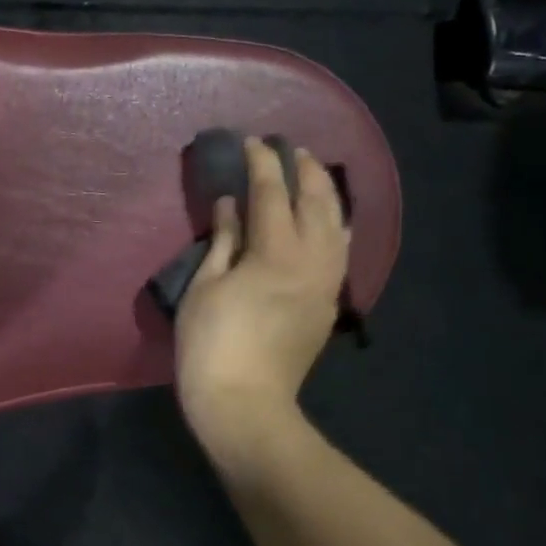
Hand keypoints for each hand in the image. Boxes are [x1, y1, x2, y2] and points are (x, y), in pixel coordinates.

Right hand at [175, 137, 349, 465]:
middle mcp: (312, 260)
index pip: (271, 193)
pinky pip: (340, 252)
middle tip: (289, 148)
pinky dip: (335, 226)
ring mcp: (326, 283)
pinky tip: (328, 221)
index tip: (251, 142)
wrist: (245, 404)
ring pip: (336, 225)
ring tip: (312, 175)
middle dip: (304, 170)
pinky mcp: (328, 303)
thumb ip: (224, 240)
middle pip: (316, 202)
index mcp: (275, 252)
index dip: (262, 163)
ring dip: (326, 194)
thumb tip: (232, 205)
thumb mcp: (205, 286)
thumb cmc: (211, 344)